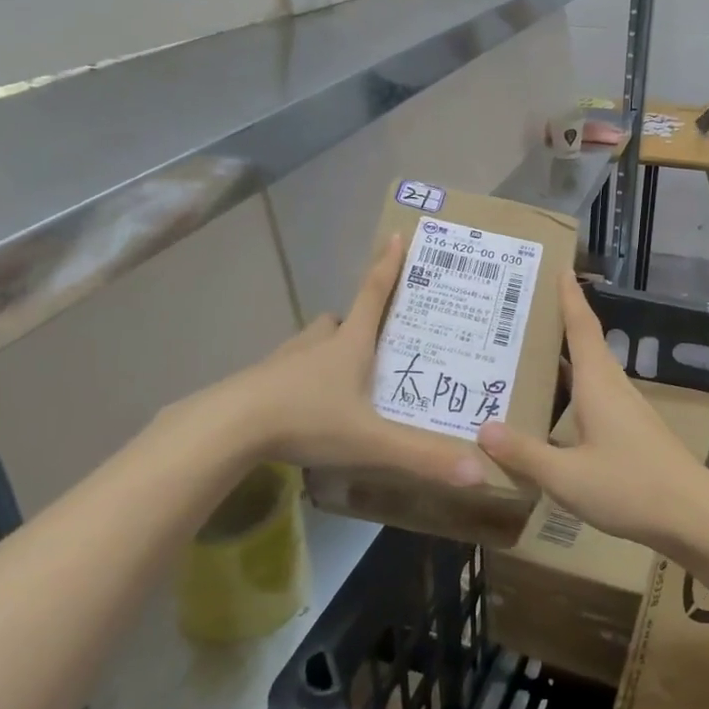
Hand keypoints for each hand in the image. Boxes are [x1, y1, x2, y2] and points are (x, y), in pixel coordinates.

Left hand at [226, 234, 483, 486]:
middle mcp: (317, 343)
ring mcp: (284, 360)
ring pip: (311, 343)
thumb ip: (422, 456)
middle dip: (356, 326)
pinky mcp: (261, 381)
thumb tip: (480, 472)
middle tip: (373, 346)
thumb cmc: (307, 419)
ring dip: (327, 351)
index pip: (374, 294)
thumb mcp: (371, 441)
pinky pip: (289, 370)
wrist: (229, 426)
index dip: (388, 266)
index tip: (397, 236)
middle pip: (339, 320)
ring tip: (342, 380)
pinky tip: (306, 408)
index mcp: (349, 345)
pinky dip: (302, 380)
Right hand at [476, 274, 708, 554]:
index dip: (568, 296)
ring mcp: (625, 410)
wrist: (695, 518)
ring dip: (559, 362)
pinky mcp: (630, 432)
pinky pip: (592, 398)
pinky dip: (568, 393)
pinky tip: (550, 413)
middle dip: (553, 325)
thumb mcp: (567, 476)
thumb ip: (525, 453)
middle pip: (582, 344)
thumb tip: (483, 428)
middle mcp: (612, 387)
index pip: (580, 326)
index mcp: (598, 384)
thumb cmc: (630, 487)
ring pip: (587, 374)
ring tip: (521, 359)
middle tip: (515, 315)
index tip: (557, 267)